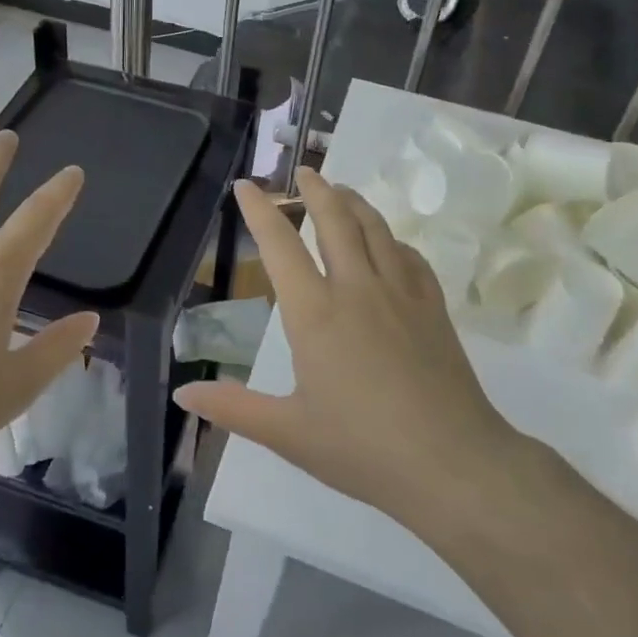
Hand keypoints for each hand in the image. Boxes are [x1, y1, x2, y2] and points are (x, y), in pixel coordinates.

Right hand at [176, 169, 517, 533]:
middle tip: (304, 171)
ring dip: (354, 202)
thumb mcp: (288, 433)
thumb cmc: (362, 449)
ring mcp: (401, 294)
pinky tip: (389, 243)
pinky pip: (410, 256)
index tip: (246, 185)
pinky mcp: (434, 308)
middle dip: (316, 190)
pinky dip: (391, 239)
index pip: (280, 246)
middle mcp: (356, 289)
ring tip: (341, 190)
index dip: (260, 211)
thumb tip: (183, 394)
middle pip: (335, 220)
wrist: (453, 464)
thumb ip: (233, 407)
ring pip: (376, 229)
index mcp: (314, 314)